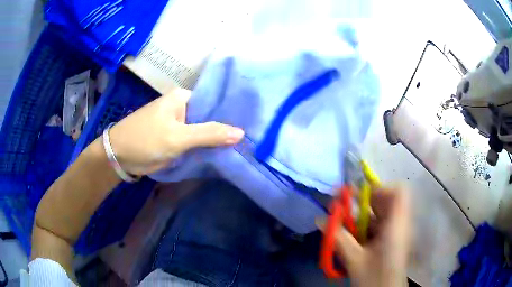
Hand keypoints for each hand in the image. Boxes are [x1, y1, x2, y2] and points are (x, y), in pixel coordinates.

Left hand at [108, 89, 244, 174]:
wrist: (118, 156)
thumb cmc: (145, 140)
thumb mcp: (177, 137)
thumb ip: (209, 134)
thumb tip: (241, 133)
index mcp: (183, 98)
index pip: (214, 102)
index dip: (231, 113)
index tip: (252, 124)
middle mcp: (182, 108)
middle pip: (209, 117)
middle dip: (225, 128)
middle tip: (250, 139)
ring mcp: (178, 124)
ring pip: (203, 131)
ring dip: (216, 140)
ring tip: (243, 147)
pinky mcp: (175, 138)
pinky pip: (194, 141)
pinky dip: (205, 148)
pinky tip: (223, 153)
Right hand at [318, 187, 410, 286]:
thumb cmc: (375, 278)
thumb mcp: (355, 260)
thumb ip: (339, 238)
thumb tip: (320, 219)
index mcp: (397, 226)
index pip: (398, 192)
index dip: (379, 189)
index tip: (358, 197)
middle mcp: (401, 225)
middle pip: (388, 201)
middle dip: (366, 202)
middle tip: (345, 207)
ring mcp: (398, 232)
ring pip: (383, 213)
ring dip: (364, 215)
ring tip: (346, 224)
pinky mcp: (393, 240)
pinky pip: (381, 225)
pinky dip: (367, 226)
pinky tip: (355, 237)